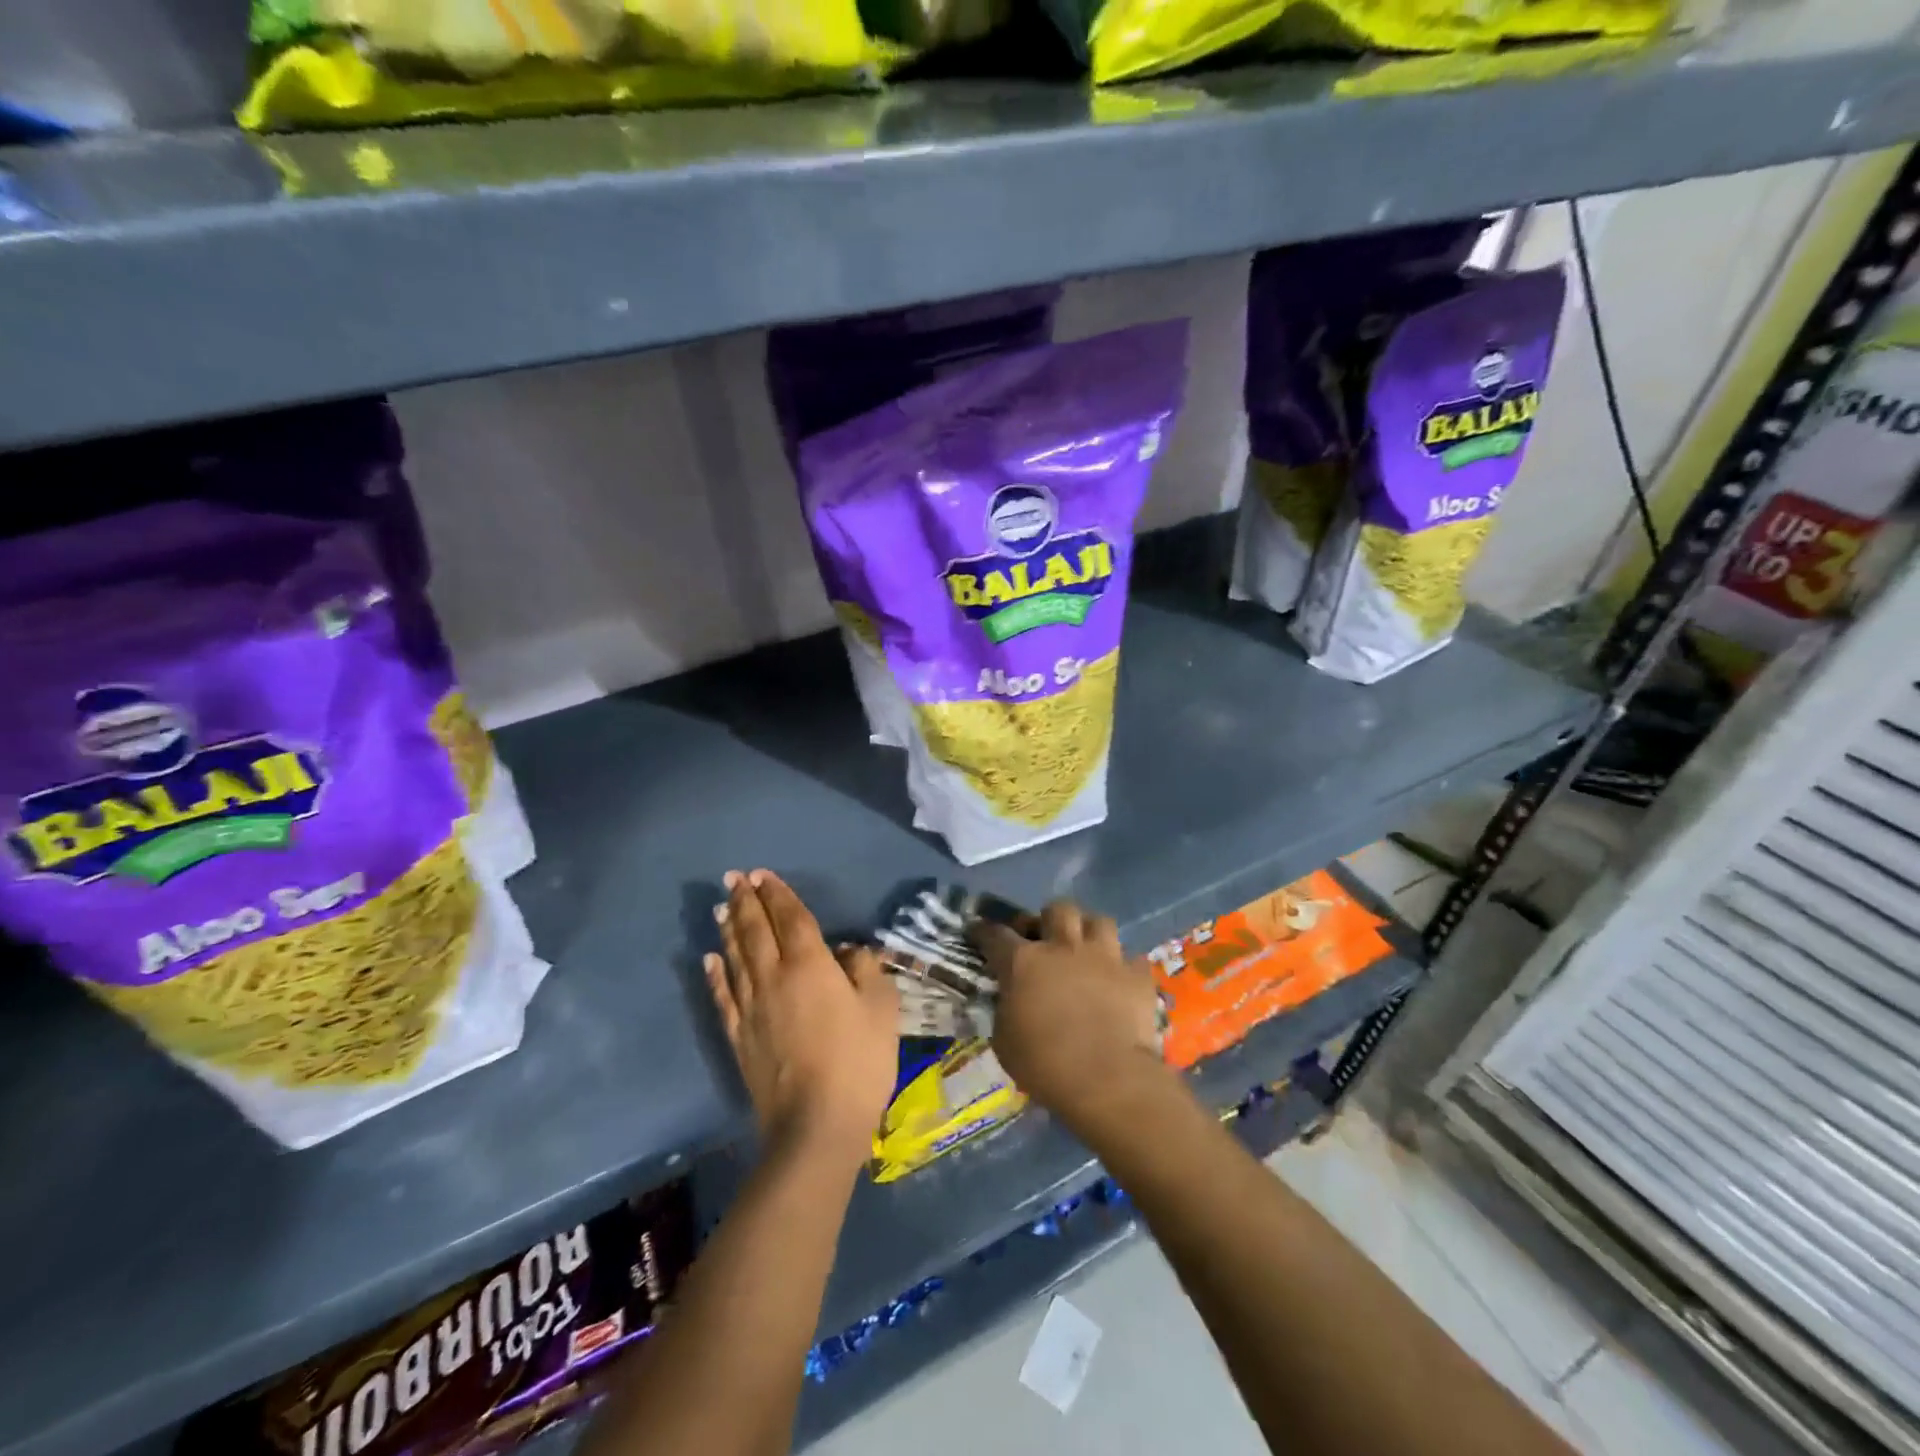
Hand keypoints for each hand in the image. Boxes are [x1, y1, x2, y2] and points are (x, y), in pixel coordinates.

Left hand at [704, 870, 898, 1169]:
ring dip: (728, 928)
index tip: (762, 874)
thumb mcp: (882, 1010)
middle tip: (733, 878)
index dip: (777, 894)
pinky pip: (724, 996)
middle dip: (745, 901)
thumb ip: (866, 971)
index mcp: (811, 965)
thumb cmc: (859, 1062)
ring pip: (736, 957)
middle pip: (756, 930)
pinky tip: (711, 959)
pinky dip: (716, 973)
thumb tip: (849, 951)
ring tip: (720, 906)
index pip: (791, 918)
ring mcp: (752, 1008)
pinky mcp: (739, 1037)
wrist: (816, 1126)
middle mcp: (775, 977)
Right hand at [971, 900, 1170, 1141]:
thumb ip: (1005, 1009)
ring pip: (1099, 921)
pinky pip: (1130, 957)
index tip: (978, 931)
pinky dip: (1122, 966)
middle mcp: (1063, 947)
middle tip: (1046, 938)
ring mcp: (1105, 956)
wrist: (1107, 1080)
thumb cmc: (1045, 1064)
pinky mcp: (1136, 974)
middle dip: (1049, 919)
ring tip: (1086, 948)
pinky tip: (1118, 980)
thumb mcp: (1004, 1041)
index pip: (996, 934)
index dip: (984, 931)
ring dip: (1089, 932)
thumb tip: (1009, 1001)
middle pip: (1057, 910)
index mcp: (1023, 962)